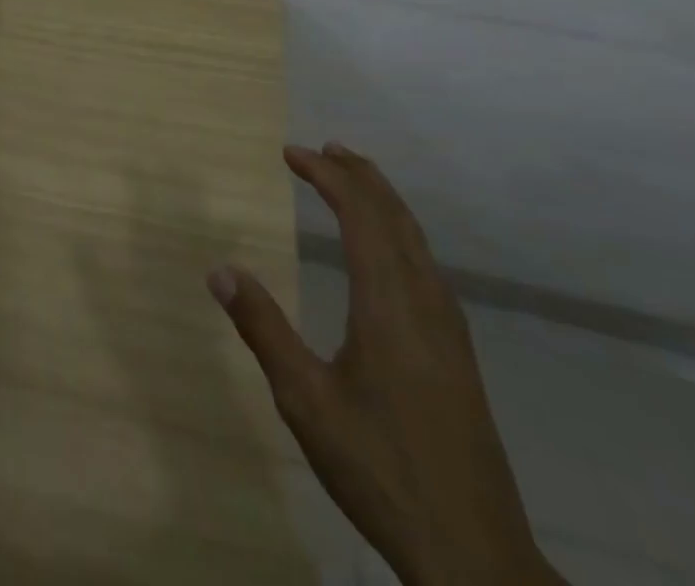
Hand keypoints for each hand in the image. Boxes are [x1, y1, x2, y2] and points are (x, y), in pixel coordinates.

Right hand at [208, 144, 563, 585]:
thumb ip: (263, 329)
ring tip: (354, 179)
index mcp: (388, 303)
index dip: (326, 175)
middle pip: (394, 216)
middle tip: (324, 148)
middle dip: (358, 175)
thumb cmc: (380, 468)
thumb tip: (220, 271)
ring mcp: (448, 327)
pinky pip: (427, 264)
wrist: (474, 553)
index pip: (359, 214)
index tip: (291, 153)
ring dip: (383, 200)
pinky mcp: (457, 352)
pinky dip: (400, 232)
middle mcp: (424, 301)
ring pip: (417, 239)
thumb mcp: (305, 400)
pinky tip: (390, 251)